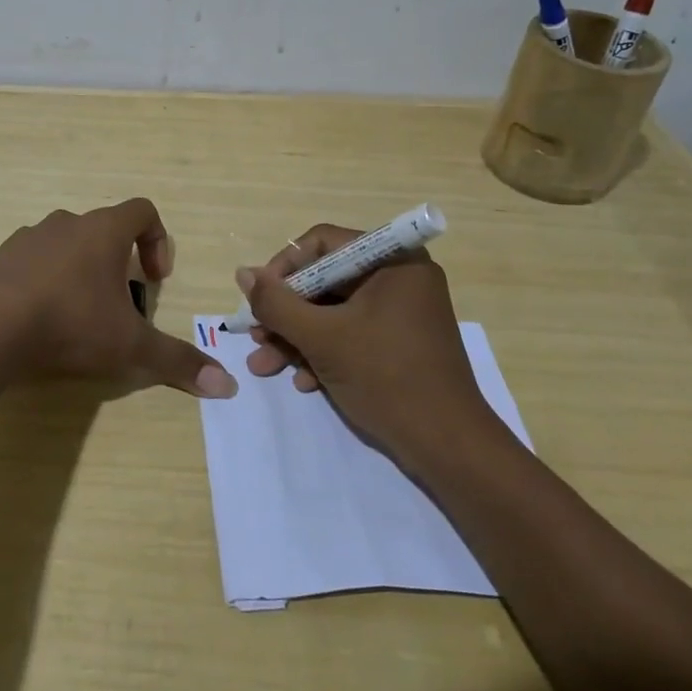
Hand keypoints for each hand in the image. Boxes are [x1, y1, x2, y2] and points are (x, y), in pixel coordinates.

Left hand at [0, 199, 237, 398]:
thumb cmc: (70, 322)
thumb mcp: (129, 346)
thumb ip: (176, 362)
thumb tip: (228, 386)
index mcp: (104, 231)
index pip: (143, 211)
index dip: (158, 240)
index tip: (154, 279)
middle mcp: (67, 224)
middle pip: (103, 230)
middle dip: (117, 263)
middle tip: (119, 305)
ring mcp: (28, 238)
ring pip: (65, 245)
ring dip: (78, 272)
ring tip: (77, 316)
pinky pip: (31, 263)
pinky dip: (42, 283)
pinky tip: (38, 322)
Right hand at [236, 224, 491, 453]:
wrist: (449, 447)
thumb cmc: (387, 378)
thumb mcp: (323, 338)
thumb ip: (278, 304)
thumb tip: (242, 274)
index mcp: (393, 260)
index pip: (323, 243)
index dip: (284, 268)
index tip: (259, 299)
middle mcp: (399, 277)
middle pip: (325, 280)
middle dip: (286, 313)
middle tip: (256, 337)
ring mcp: (401, 311)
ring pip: (334, 311)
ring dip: (297, 337)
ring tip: (265, 365)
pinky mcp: (399, 342)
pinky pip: (352, 332)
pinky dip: (324, 352)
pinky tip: (303, 382)